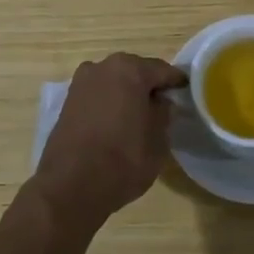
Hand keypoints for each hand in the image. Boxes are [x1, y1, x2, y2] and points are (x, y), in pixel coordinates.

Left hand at [29, 53, 187, 231]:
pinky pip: (97, 95)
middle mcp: (103, 67)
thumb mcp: (158, 140)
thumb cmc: (123, 160)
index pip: (163, 70)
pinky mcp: (67, 101)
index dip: (177, 83)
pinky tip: (115, 122)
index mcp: (131, 70)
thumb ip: (163, 114)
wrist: (70, 187)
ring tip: (138, 116)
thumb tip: (160, 102)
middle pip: (136, 71)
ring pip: (114, 82)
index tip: (187, 93)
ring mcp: (81, 82)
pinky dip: (108, 103)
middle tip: (163, 106)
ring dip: (126, 93)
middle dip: (149, 86)